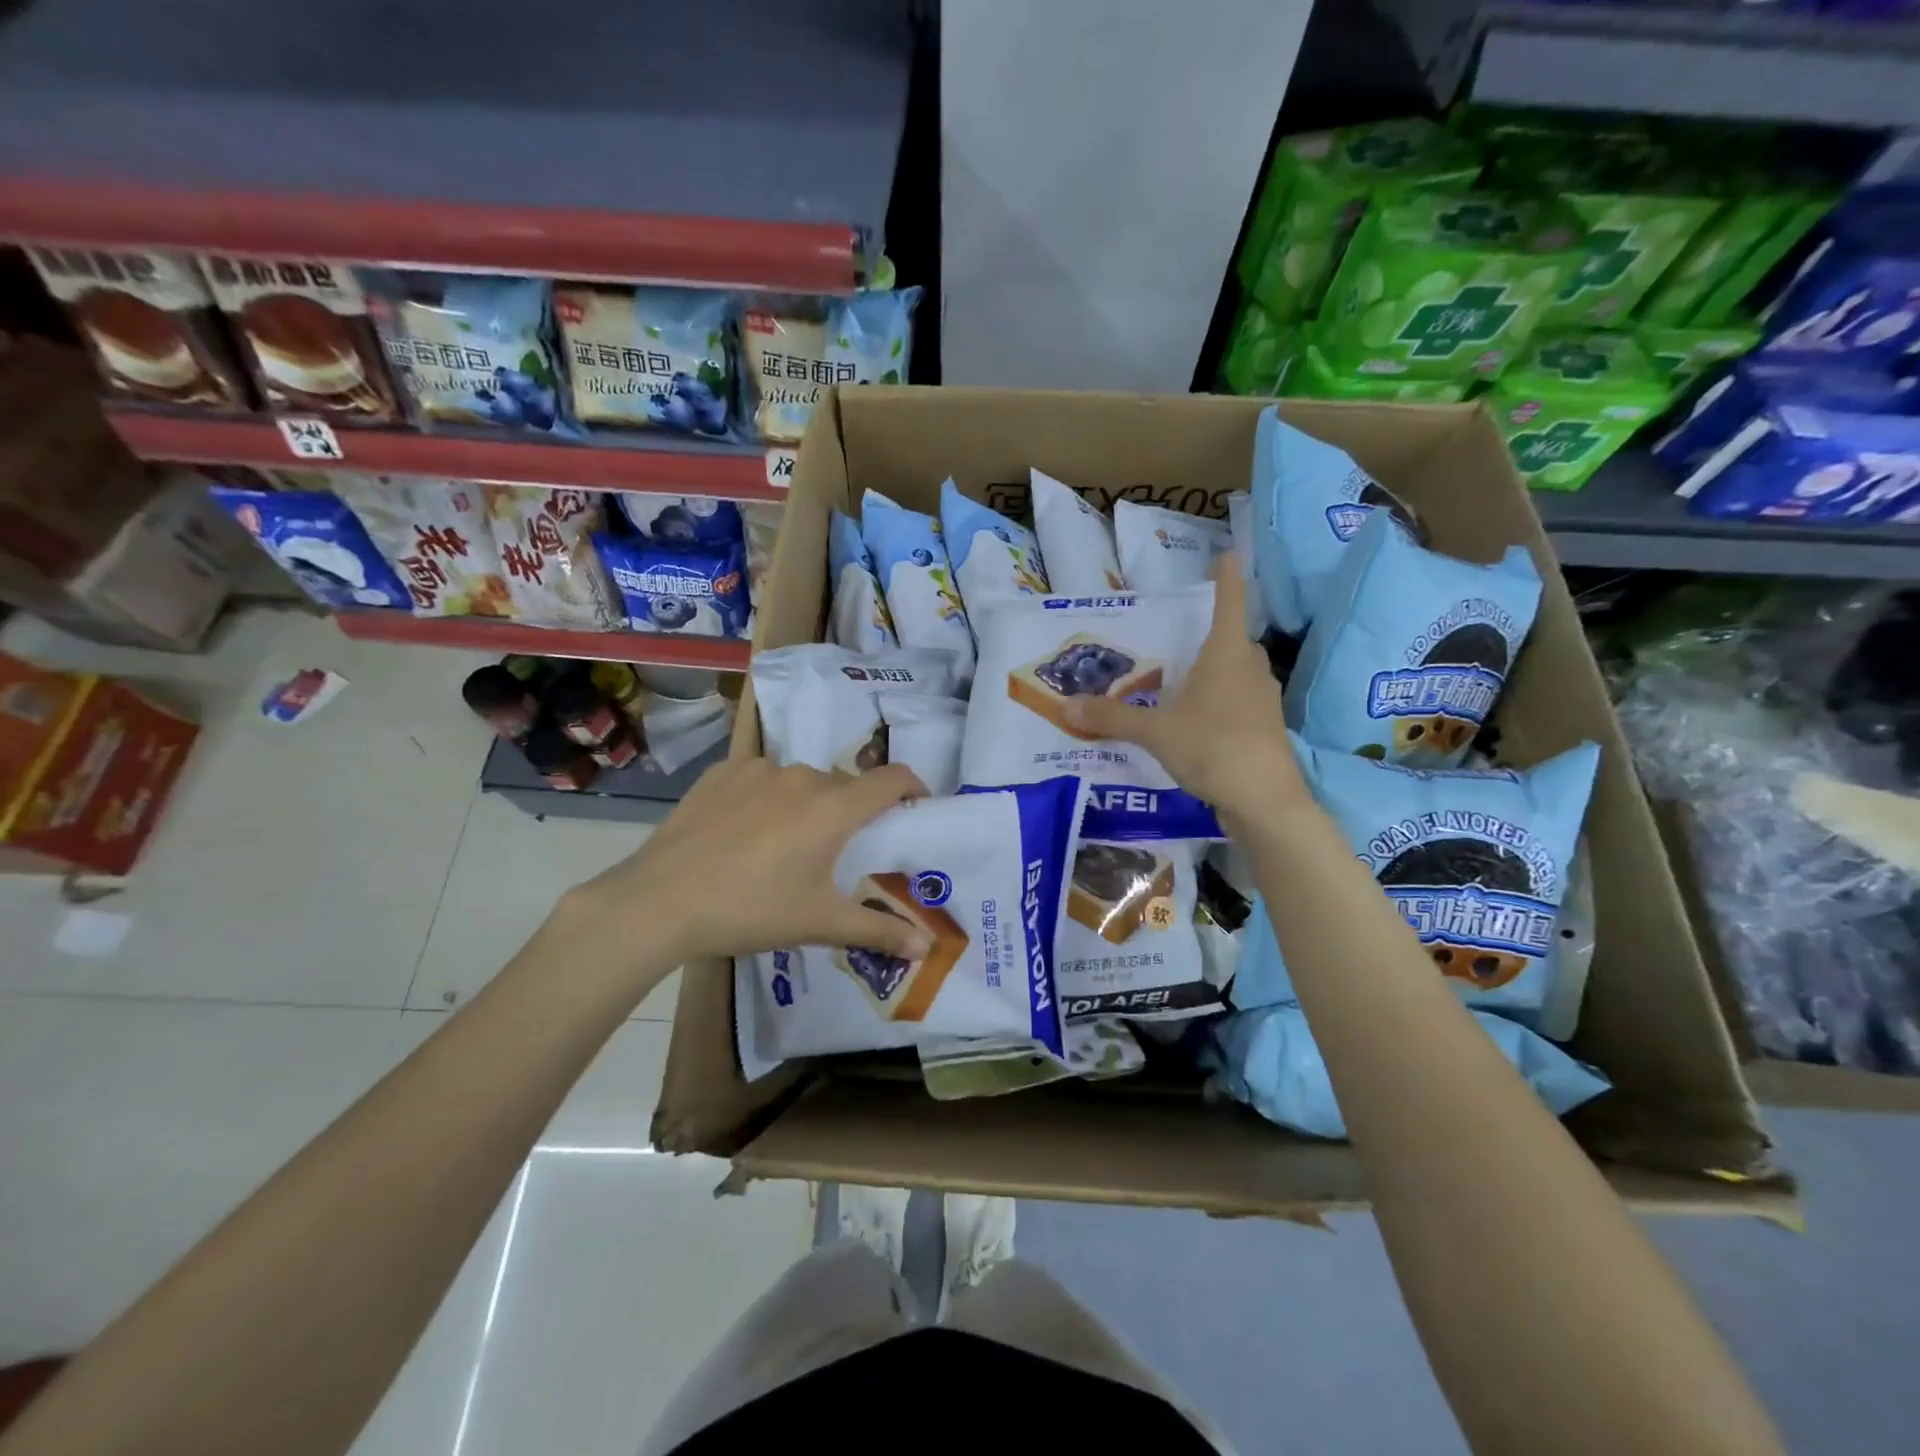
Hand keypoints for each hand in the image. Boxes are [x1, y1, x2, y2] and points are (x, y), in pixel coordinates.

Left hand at [555, 758, 933, 969]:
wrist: (660, 901)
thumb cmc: (752, 910)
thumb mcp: (819, 923)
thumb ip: (878, 931)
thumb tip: (926, 948)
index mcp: (835, 807)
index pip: (892, 779)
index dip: (913, 787)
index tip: (916, 806)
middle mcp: (803, 776)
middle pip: (845, 786)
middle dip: (852, 812)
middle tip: (840, 851)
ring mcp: (759, 769)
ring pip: (801, 782)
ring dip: (807, 805)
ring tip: (785, 847)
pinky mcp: (722, 772)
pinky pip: (761, 778)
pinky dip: (766, 798)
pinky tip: (744, 833)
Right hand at [1062, 557, 1308, 826]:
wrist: (1264, 800)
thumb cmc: (1213, 746)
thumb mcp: (1154, 731)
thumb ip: (1111, 718)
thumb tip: (1066, 706)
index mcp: (1227, 654)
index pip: (1229, 603)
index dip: (1228, 578)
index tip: (1230, 553)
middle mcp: (1250, 670)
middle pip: (1236, 641)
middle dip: (1216, 634)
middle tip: (1183, 637)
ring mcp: (1262, 701)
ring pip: (1239, 675)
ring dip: (1218, 672)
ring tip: (1183, 682)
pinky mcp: (1264, 730)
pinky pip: (1239, 704)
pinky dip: (1220, 704)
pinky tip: (1196, 722)